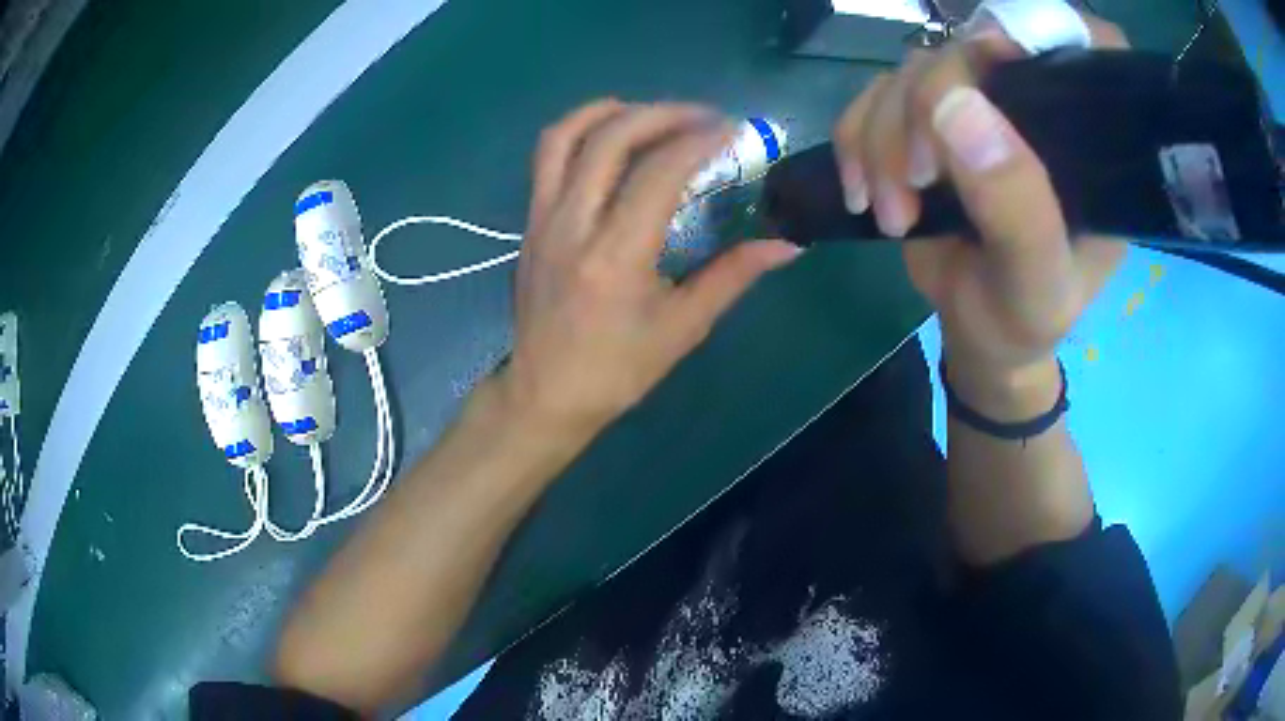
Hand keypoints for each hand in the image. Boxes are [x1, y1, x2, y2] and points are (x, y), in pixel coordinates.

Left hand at [497, 101, 799, 434]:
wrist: (544, 394)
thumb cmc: (616, 371)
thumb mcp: (682, 328)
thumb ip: (734, 276)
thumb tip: (788, 245)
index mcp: (615, 257)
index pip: (658, 172)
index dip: (699, 141)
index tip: (732, 132)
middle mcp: (572, 224)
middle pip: (610, 138)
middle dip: (662, 113)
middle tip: (702, 118)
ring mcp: (542, 219)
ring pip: (565, 136)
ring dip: (611, 111)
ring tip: (652, 114)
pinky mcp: (530, 221)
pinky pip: (548, 157)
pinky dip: (582, 131)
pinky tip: (613, 138)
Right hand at [833, 16, 1127, 407]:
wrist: (978, 333)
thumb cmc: (1024, 318)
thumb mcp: (1035, 285)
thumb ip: (1017, 209)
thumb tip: (955, 103)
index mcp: (1089, 137)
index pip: (1078, 44)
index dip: (1031, 38)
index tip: (992, 76)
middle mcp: (1036, 103)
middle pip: (971, 49)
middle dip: (923, 109)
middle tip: (913, 184)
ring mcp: (979, 105)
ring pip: (913, 70)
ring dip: (882, 137)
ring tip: (889, 211)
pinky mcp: (930, 118)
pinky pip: (876, 94)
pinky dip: (855, 137)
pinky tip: (861, 190)